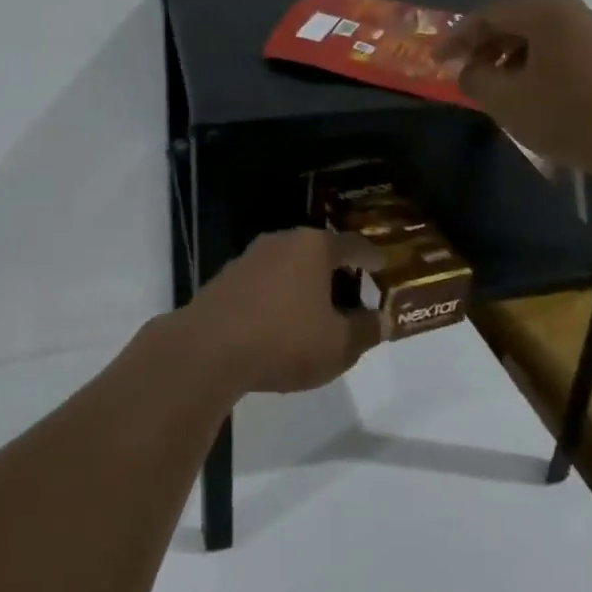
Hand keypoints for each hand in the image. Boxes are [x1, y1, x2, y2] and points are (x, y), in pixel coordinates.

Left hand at [174, 229, 382, 395]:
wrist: (207, 350)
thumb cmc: (284, 340)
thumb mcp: (339, 345)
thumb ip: (366, 330)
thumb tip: (380, 319)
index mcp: (314, 247)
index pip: (354, 245)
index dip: (373, 257)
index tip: (384, 266)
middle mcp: (282, 241)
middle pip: (320, 252)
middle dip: (338, 273)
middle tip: (354, 295)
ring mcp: (250, 257)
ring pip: (290, 266)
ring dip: (306, 286)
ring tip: (318, 313)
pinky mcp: (226, 278)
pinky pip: (266, 282)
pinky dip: (280, 297)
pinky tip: (282, 323)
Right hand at [436, 0, 591, 185]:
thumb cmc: (569, 115)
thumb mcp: (507, 101)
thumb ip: (475, 80)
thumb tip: (470, 71)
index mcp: (548, 12)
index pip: (489, 14)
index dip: (458, 37)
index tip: (438, 61)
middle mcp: (576, 12)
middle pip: (517, 21)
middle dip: (486, 47)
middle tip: (467, 74)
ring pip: (542, 38)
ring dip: (512, 59)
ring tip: (498, 89)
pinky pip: (564, 52)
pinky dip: (539, 67)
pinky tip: (535, 96)